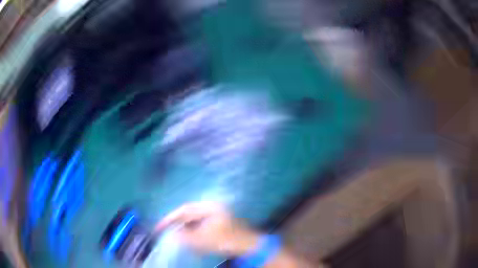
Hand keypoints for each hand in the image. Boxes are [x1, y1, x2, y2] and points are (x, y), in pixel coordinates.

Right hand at [156, 202, 258, 255]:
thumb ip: (186, 237)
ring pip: (195, 219)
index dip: (170, 218)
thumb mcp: (204, 240)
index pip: (184, 210)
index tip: (160, 226)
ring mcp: (216, 214)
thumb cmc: (226, 241)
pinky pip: (202, 224)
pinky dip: (194, 231)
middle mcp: (212, 207)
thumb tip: (173, 234)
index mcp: (209, 207)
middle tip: (167, 230)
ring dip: (186, 227)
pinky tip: (192, 238)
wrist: (248, 245)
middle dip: (178, 223)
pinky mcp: (219, 222)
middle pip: (189, 214)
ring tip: (178, 236)